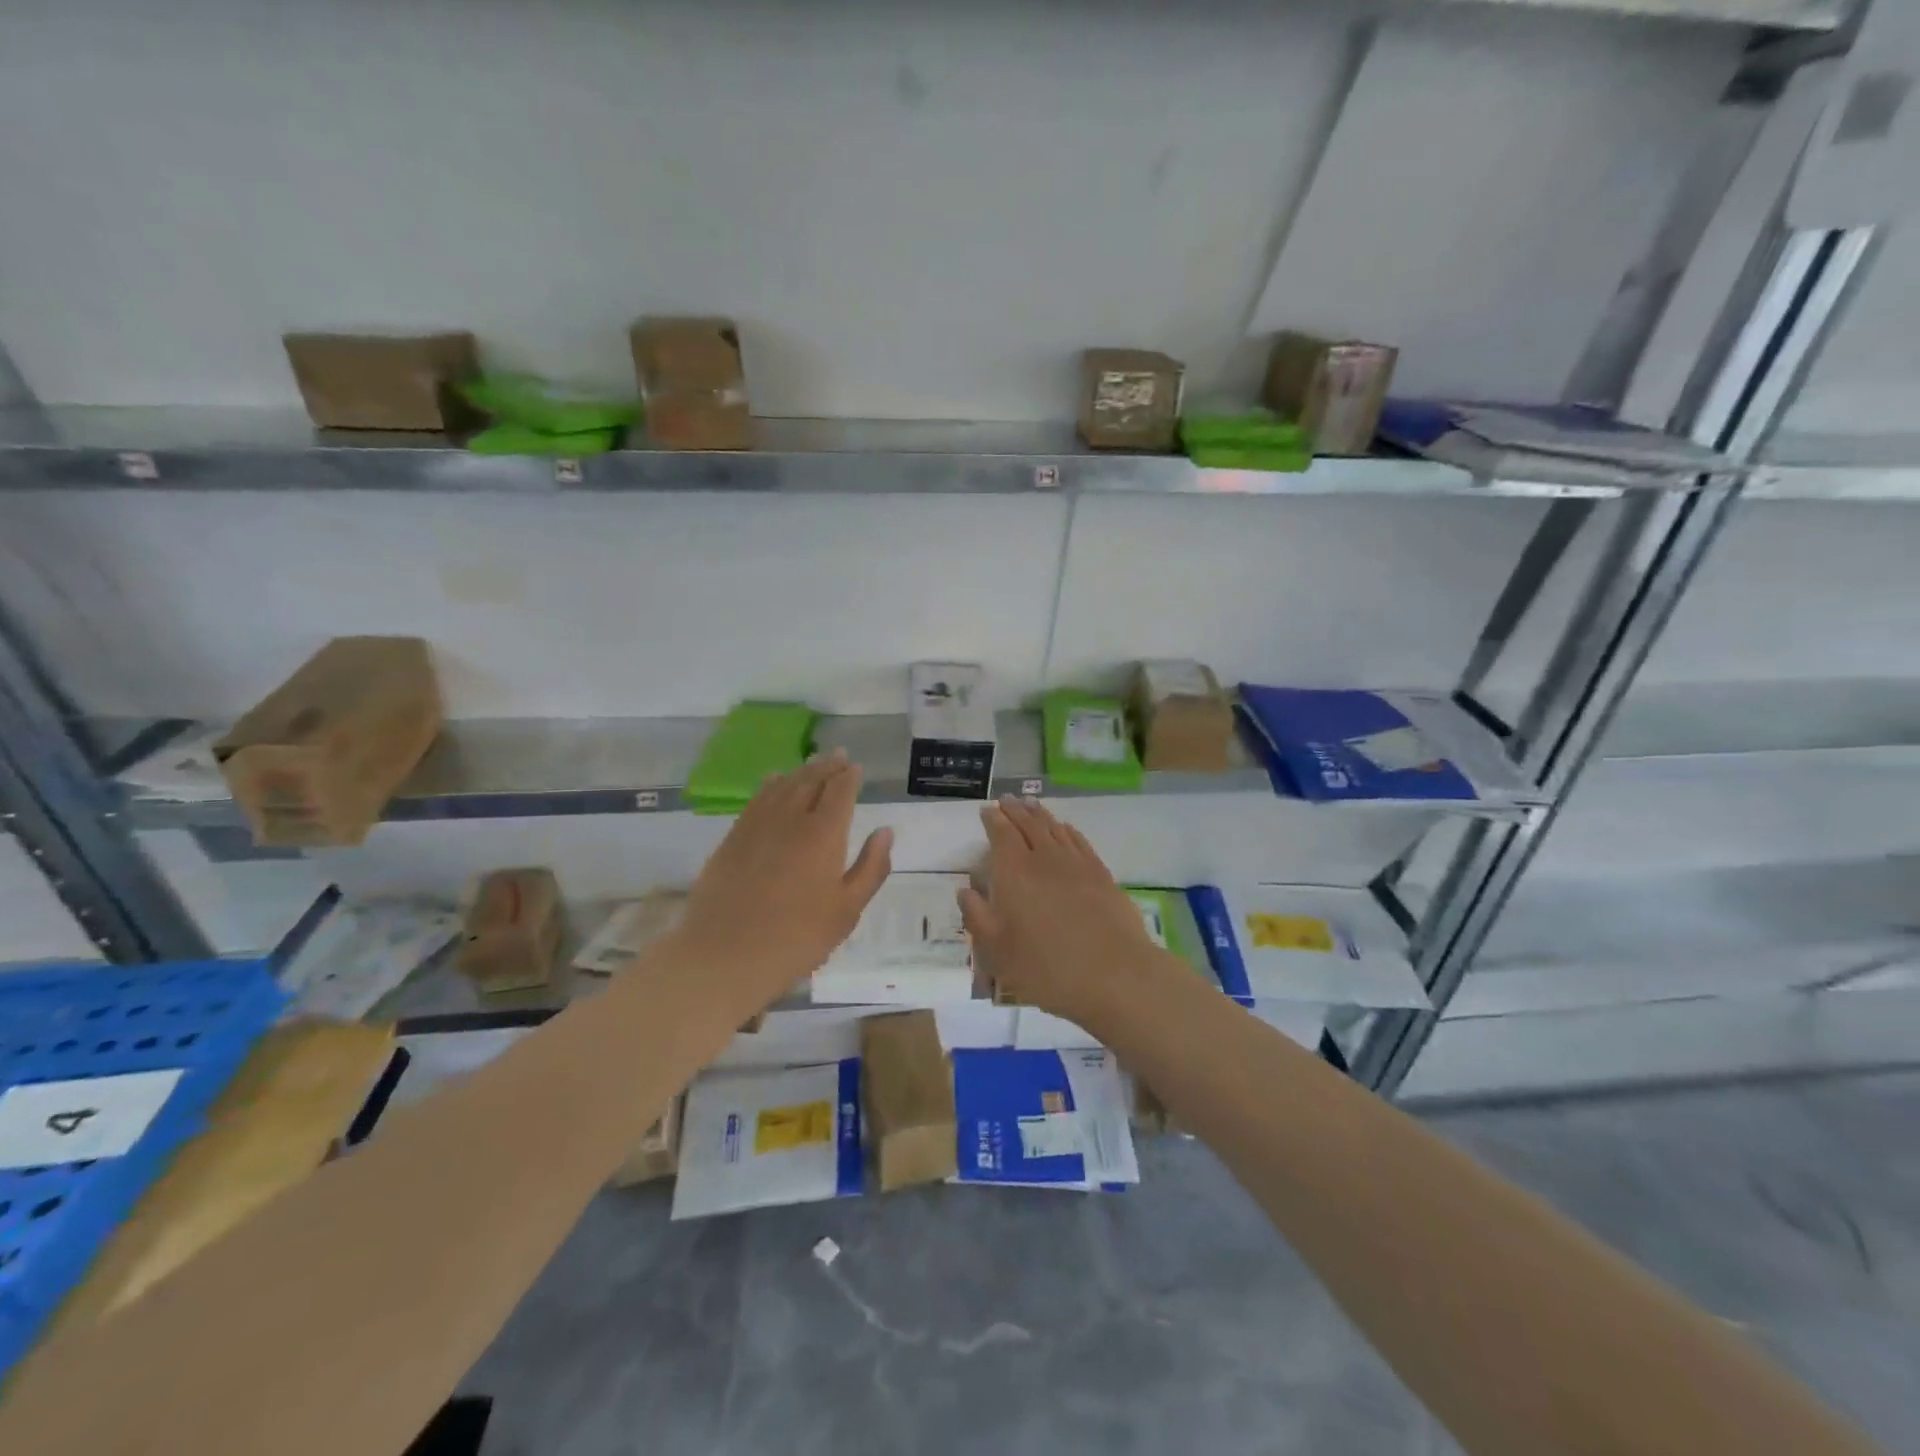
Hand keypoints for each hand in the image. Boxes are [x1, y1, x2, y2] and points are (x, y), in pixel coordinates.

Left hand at [676, 749, 892, 1006]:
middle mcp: (791, 819)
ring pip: (783, 785)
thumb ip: (871, 867)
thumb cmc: (797, 937)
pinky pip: (757, 799)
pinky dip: (771, 784)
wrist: (725, 955)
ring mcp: (757, 825)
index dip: (850, 777)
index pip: (840, 792)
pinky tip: (774, 782)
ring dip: (801, 771)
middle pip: (811, 781)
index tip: (857, 768)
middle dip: (827, 766)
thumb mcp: (847, 910)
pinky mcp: (733, 838)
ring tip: (813, 763)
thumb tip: (886, 831)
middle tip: (839, 755)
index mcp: (824, 834)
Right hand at [958, 796, 1165, 1028]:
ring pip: (1054, 828)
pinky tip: (1066, 829)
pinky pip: (1080, 841)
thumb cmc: (1046, 967)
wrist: (1115, 975)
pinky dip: (1068, 830)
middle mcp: (1045, 858)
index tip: (986, 810)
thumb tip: (965, 891)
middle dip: (1014, 810)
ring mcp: (1077, 863)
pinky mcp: (1101, 874)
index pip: (1001, 834)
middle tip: (1006, 800)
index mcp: (1014, 872)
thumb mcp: (997, 951)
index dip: (993, 820)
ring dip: (1040, 814)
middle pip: (1028, 824)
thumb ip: (978, 917)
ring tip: (1031, 805)